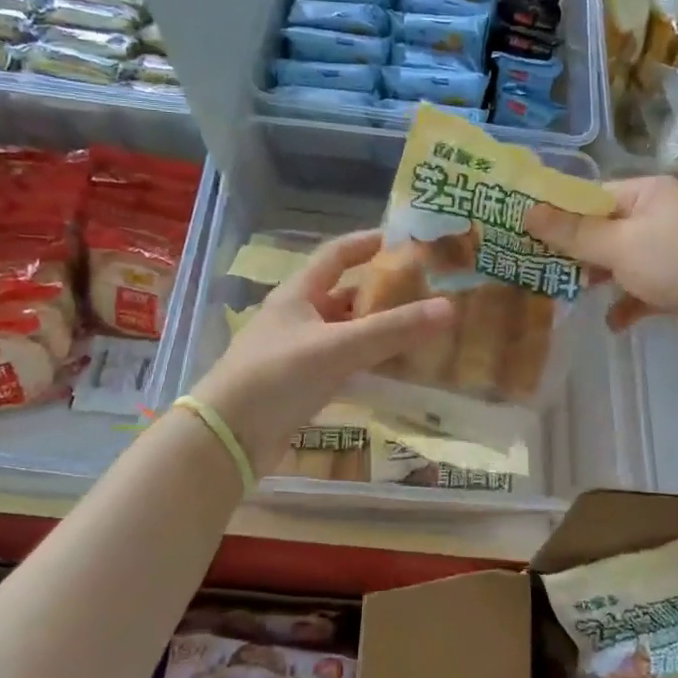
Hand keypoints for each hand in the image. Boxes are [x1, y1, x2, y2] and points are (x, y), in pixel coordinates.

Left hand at [188, 230, 455, 475]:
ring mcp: (298, 352)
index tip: (403, 240)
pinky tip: (395, 371)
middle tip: (426, 292)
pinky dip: (368, 363)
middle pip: (345, 295)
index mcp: (298, 294)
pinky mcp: (301, 385)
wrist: (228, 436)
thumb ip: (393, 329)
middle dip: (382, 292)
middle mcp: (297, 317)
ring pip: (346, 332)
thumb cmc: (278, 376)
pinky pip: (343, 364)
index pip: (336, 254)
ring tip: (421, 330)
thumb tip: (449, 307)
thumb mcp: (338, 347)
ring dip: (377, 330)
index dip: (367, 243)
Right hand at [525, 176, 677, 354]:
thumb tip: (527, 211)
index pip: (592, 196)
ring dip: (597, 279)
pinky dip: (626, 305)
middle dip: (574, 252)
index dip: (558, 213)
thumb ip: (572, 232)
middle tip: (537, 268)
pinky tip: (613, 323)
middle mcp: (660, 216)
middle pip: (603, 230)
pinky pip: (640, 291)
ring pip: (620, 262)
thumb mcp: (618, 245)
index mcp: (647, 194)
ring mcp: (671, 252)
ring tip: (567, 296)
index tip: (525, 232)